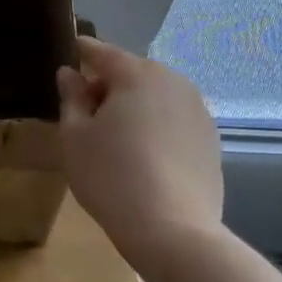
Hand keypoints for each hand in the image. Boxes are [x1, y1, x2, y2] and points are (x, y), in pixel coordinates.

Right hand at [57, 36, 224, 271]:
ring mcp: (198, 111)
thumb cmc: (111, 176)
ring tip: (114, 136)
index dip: (82, 51)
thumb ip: (72, 98)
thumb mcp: (75, 136)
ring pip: (156, 96)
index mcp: (137, 74)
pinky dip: (156, 126)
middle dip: (109, 84)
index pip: (102, 52)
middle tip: (85, 109)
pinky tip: (143, 156)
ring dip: (135, 105)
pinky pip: (174, 120)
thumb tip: (69, 74)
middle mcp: (173, 82)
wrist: (172, 230)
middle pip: (133, 73)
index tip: (69, 51)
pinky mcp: (211, 140)